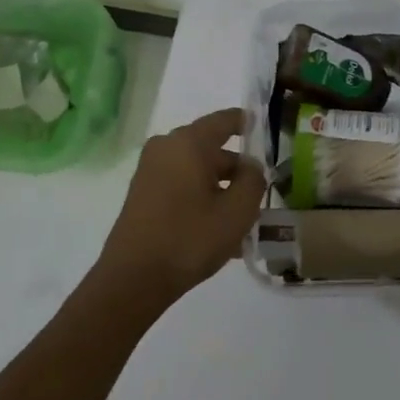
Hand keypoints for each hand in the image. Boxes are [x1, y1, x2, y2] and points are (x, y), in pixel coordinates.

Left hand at [94, 108, 265, 318]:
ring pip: (197, 171)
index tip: (266, 130)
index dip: (248, 123)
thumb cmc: (191, 238)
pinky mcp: (143, 194)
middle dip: (237, 169)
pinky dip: (202, 198)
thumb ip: (254, 180)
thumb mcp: (238, 211)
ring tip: (242, 220)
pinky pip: (182, 185)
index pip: (225, 120)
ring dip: (221, 189)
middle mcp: (166, 148)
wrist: (133, 279)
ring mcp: (150, 171)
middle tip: (260, 193)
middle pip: (212, 149)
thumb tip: (250, 167)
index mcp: (189, 142)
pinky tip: (218, 230)